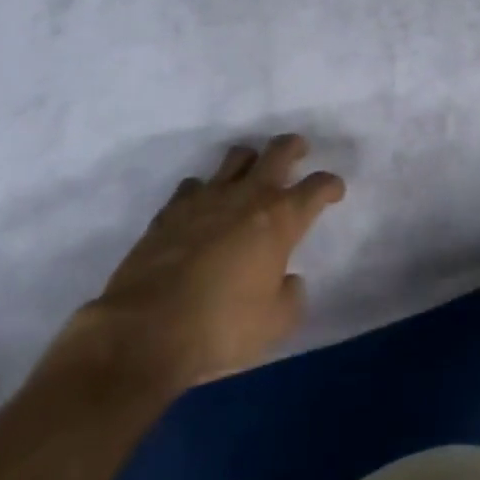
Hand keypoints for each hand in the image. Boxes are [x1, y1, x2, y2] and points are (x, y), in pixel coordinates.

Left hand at [60, 135, 345, 400]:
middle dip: (293, 147)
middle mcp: (247, 196)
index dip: (330, 185)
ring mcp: (206, 198)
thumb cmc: (221, 327)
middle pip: (278, 152)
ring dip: (250, 160)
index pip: (316, 187)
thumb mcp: (275, 324)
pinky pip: (194, 184)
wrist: (144, 331)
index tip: (335, 190)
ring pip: (235, 157)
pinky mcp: (170, 210)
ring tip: (251, 173)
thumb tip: (288, 280)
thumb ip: (291, 296)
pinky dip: (205, 190)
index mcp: (280, 219)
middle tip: (299, 150)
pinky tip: (203, 205)